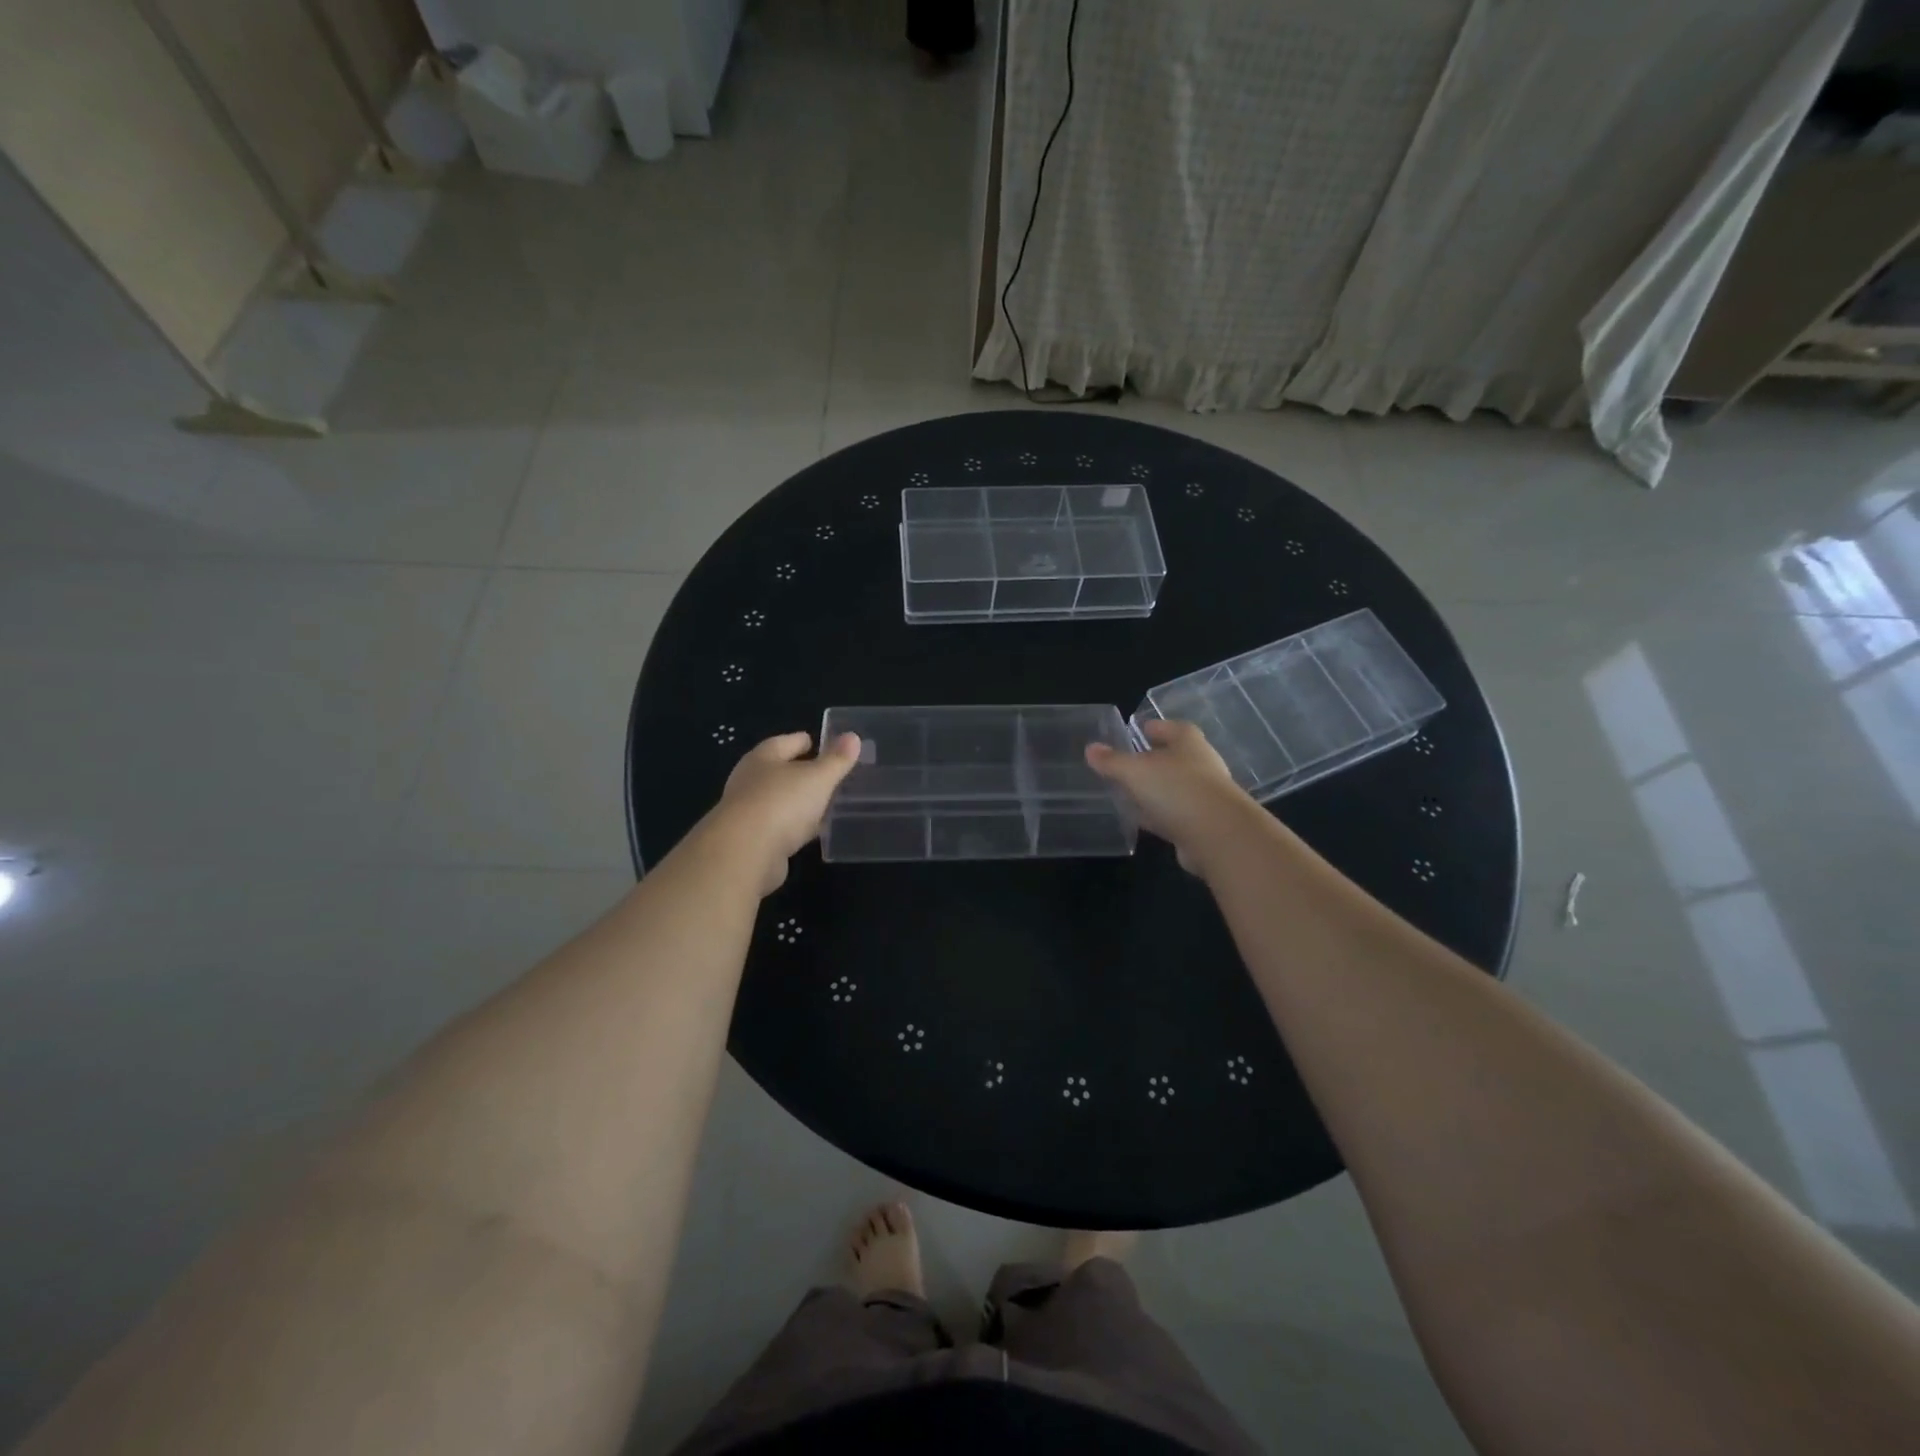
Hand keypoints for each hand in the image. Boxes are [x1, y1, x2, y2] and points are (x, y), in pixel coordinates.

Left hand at [705, 731, 861, 894]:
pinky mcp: (751, 840)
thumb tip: (852, 736)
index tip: (827, 745)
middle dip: (803, 773)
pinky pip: (779, 827)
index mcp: (763, 757)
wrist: (744, 854)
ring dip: (799, 802)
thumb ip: (836, 759)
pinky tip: (811, 832)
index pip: (787, 742)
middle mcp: (750, 781)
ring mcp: (748, 812)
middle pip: (780, 771)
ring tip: (825, 803)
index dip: (807, 742)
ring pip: (780, 800)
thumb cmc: (782, 803)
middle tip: (830, 775)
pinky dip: (794, 827)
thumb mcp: (818, 778)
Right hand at [1085, 719, 1251, 876]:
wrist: (1218, 836)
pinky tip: (1142, 819)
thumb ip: (1112, 761)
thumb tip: (1090, 748)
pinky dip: (1159, 814)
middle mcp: (1201, 765)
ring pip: (1174, 788)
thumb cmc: (1176, 789)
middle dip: (1154, 759)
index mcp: (1188, 742)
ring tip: (1129, 791)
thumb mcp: (1135, 771)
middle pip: (1175, 758)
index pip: (1173, 728)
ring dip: (1155, 790)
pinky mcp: (1202, 824)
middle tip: (1129, 762)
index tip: (1140, 729)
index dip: (1157, 727)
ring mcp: (1204, 796)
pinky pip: (1174, 814)